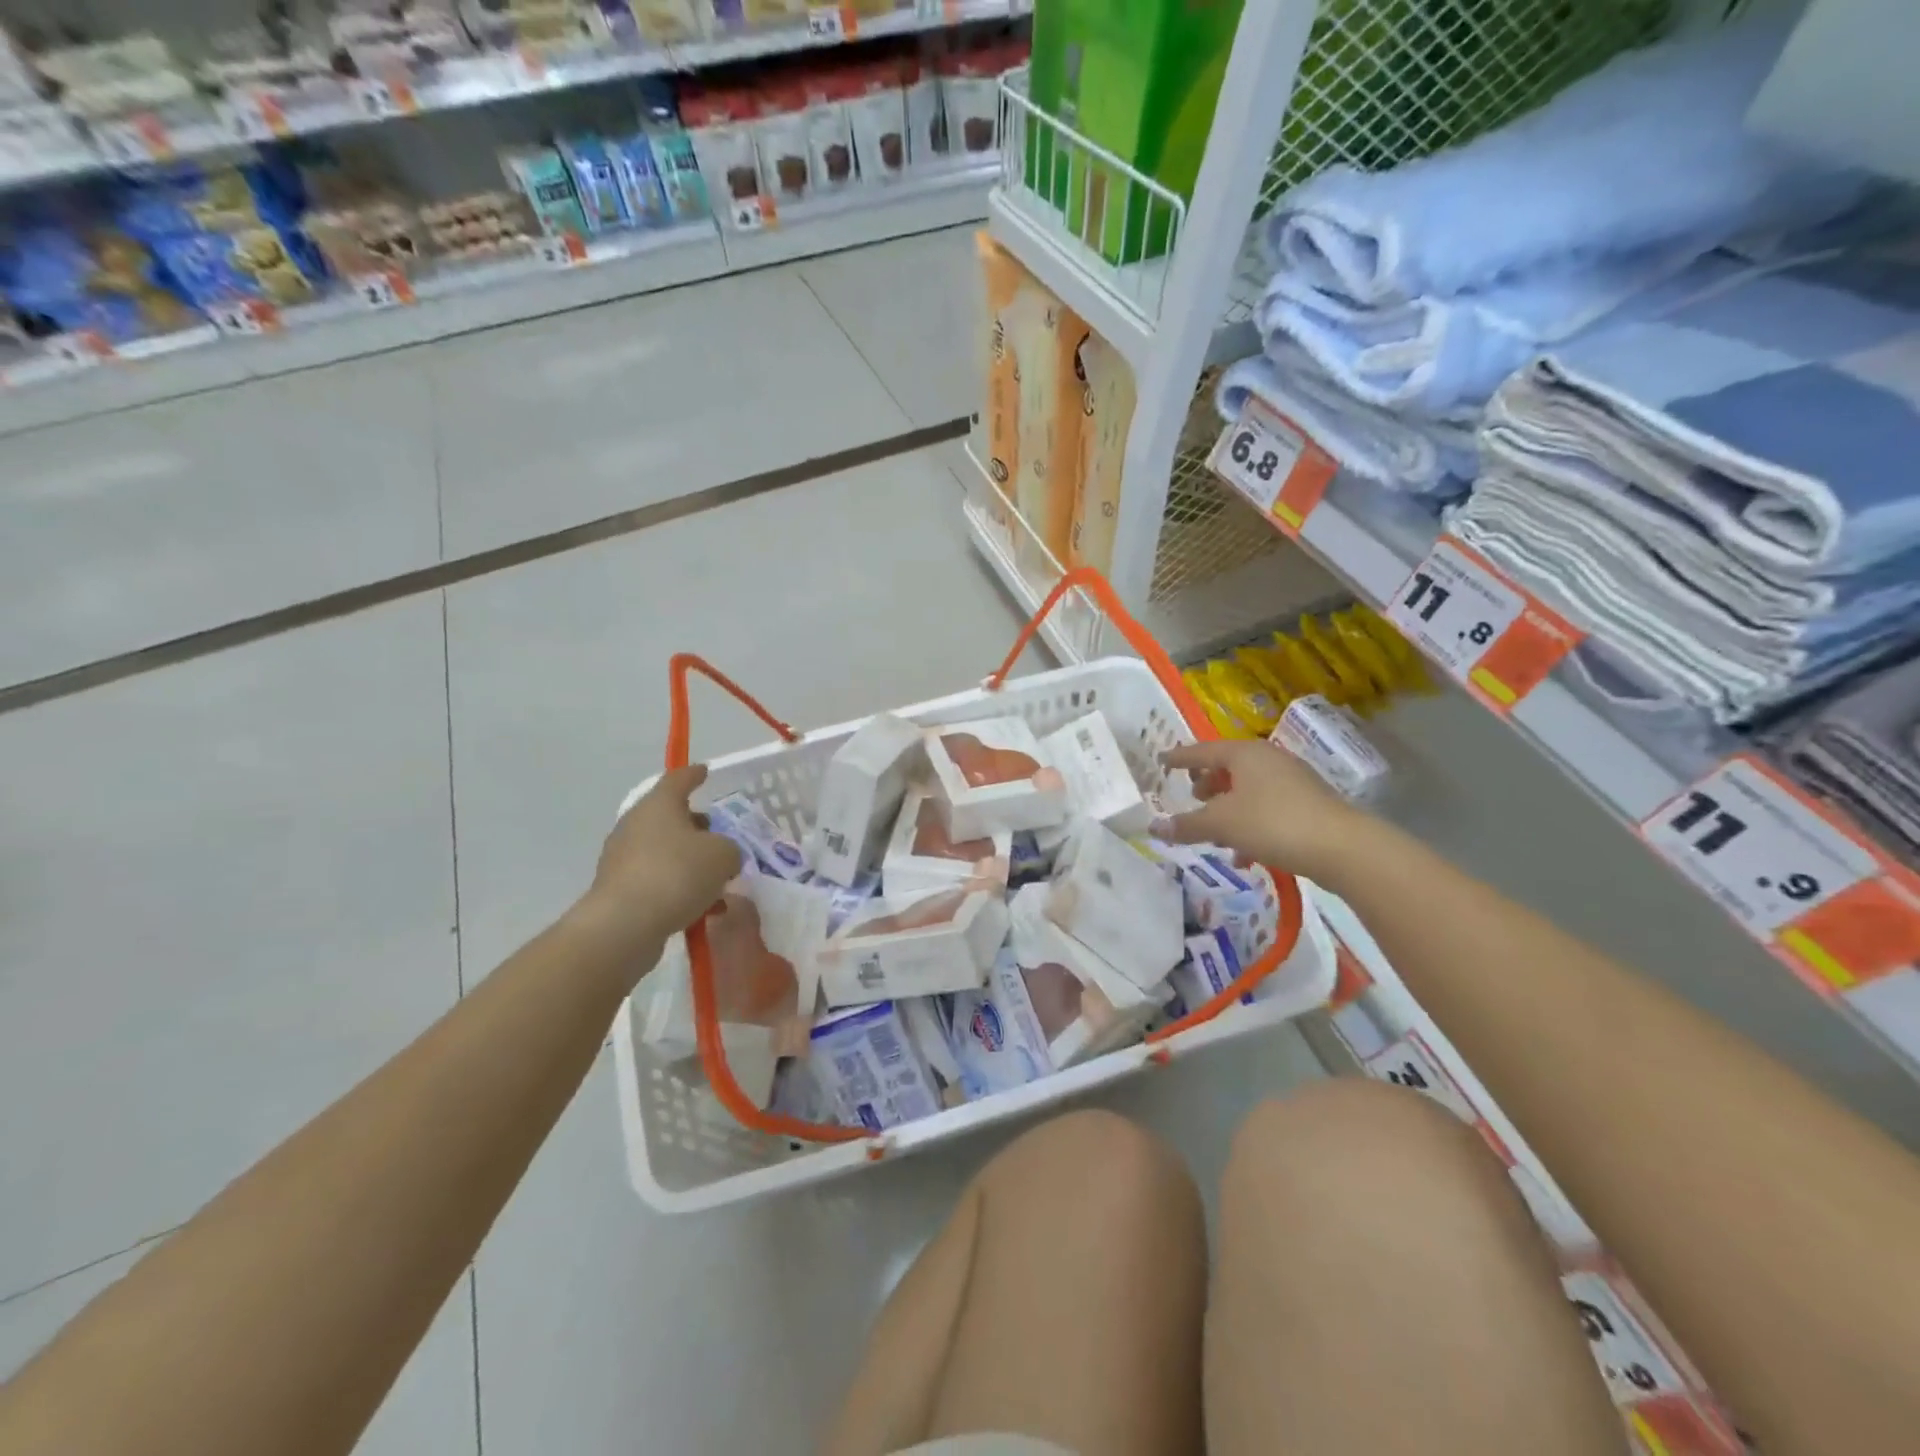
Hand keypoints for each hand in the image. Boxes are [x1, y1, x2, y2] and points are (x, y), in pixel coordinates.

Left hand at [572, 765, 742, 968]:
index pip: (678, 780)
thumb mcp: (723, 855)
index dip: (694, 774)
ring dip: (687, 860)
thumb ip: (729, 849)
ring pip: (663, 850)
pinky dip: (676, 886)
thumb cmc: (677, 874)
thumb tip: (721, 856)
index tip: (705, 771)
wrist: (624, 925)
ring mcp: (622, 857)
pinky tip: (700, 907)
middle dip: (694, 825)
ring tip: (715, 880)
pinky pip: (655, 879)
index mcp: (659, 805)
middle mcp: (635, 825)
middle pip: (669, 816)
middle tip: (718, 836)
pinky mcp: (618, 889)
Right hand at [1158, 740, 1368, 883]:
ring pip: (1247, 790)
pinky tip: (1244, 855)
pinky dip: (1249, 824)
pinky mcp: (1307, 804)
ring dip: (1227, 809)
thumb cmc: (1272, 823)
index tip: (1162, 760)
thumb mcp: (1221, 824)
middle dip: (1207, 785)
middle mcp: (1268, 759)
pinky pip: (1266, 808)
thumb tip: (1153, 827)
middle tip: (1192, 798)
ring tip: (1214, 834)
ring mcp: (1291, 780)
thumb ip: (1186, 825)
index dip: (1179, 758)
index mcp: (1244, 754)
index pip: (1202, 751)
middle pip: (1227, 768)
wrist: (1341, 847)